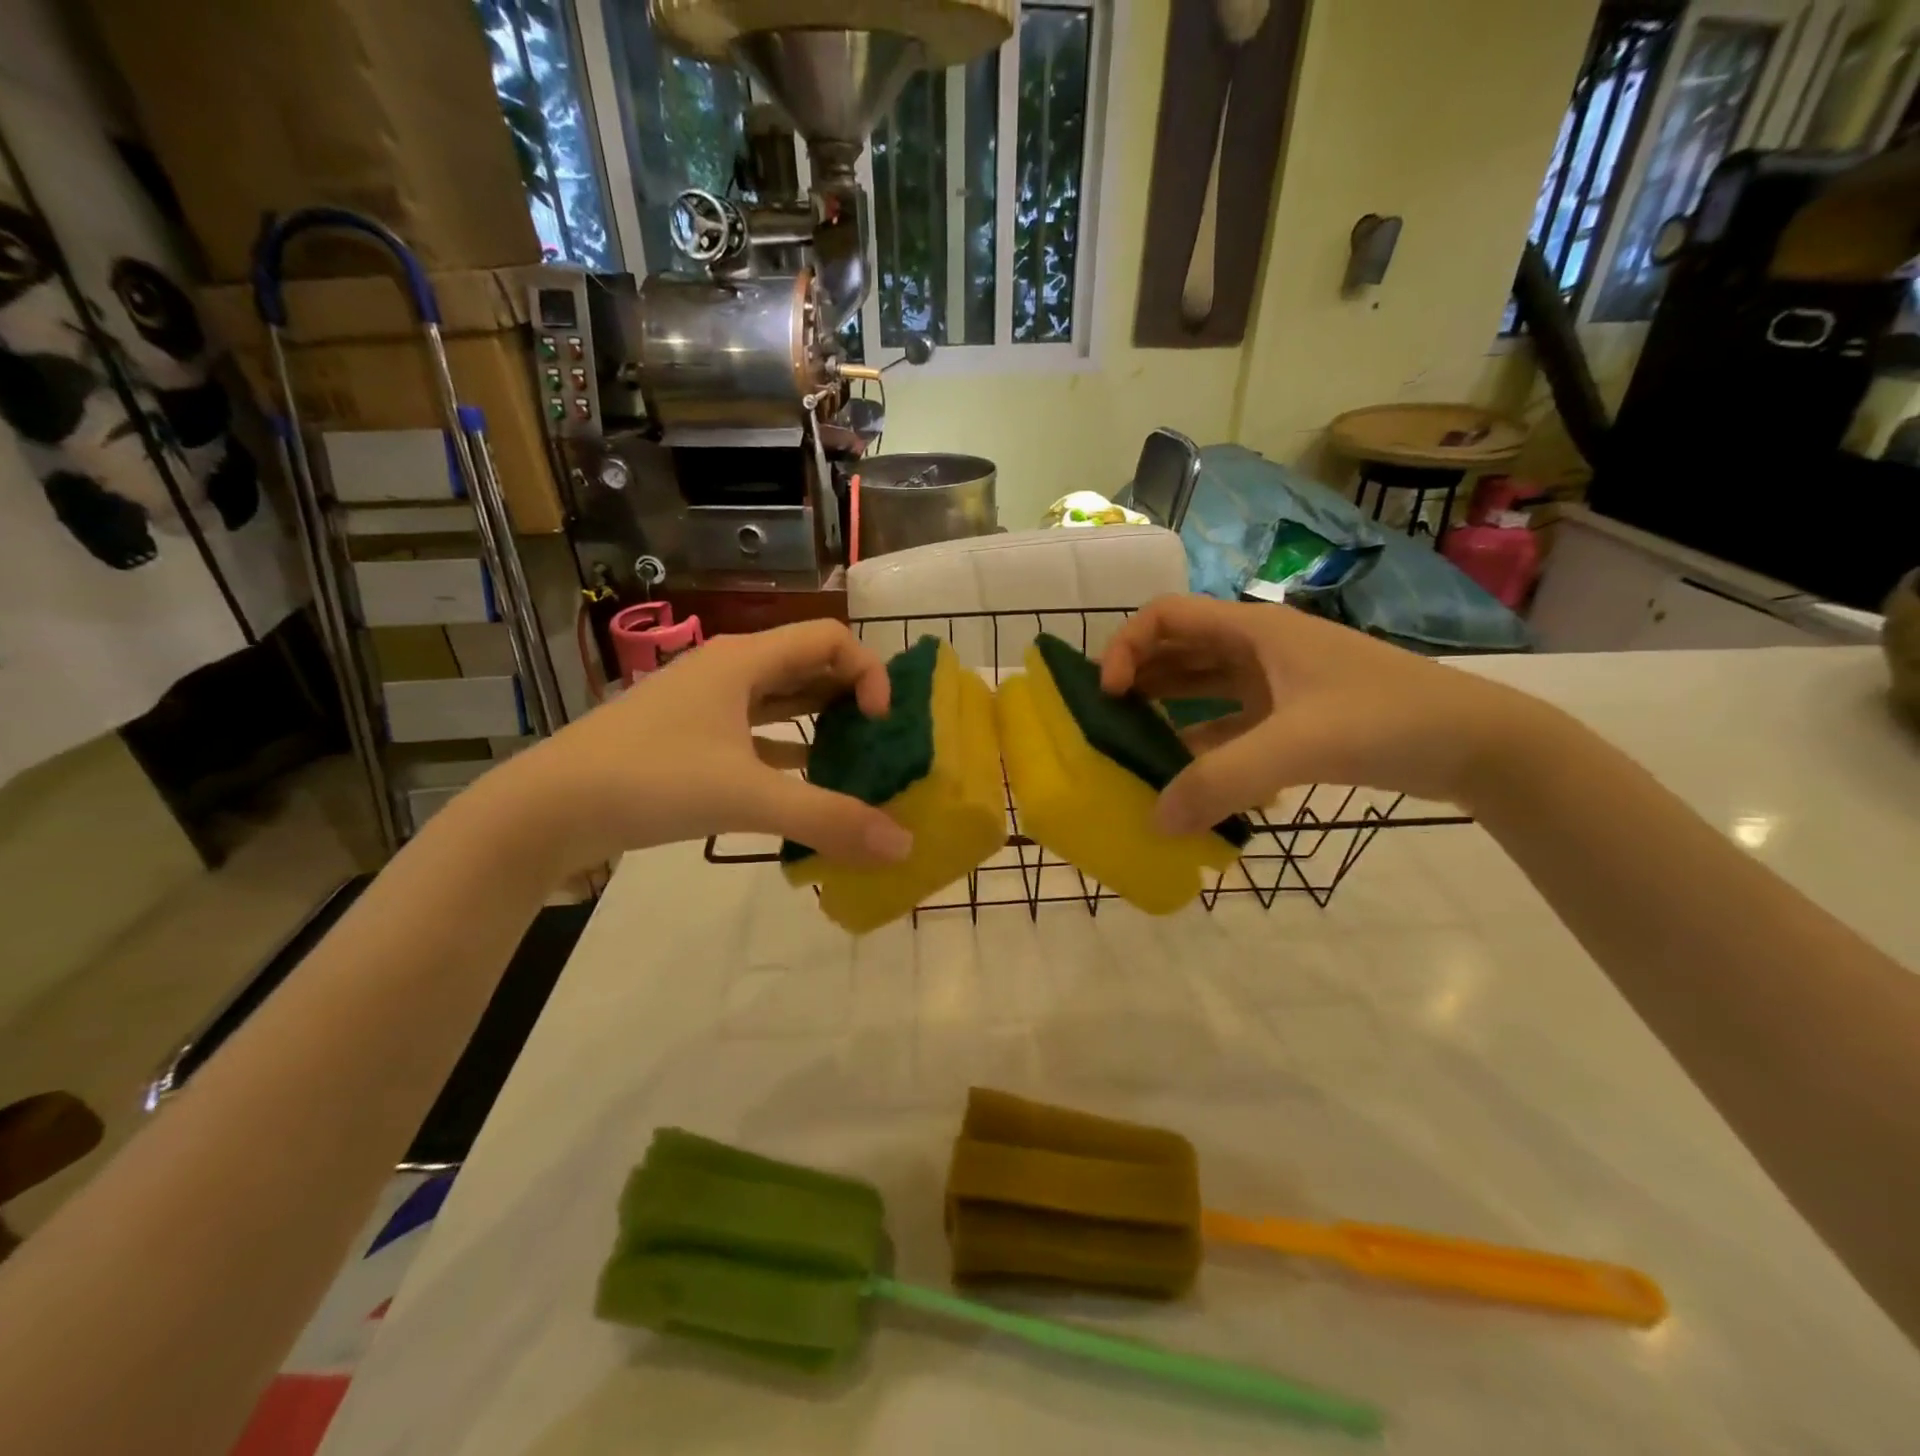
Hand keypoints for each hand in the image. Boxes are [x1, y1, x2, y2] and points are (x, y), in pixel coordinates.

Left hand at [497, 620, 915, 871]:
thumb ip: (828, 819)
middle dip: (851, 697)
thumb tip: (903, 847)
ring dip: (821, 721)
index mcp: (745, 660)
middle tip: (880, 741)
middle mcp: (729, 670)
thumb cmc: (650, 780)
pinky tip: (805, 781)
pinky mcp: (691, 737)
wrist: (546, 809)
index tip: (880, 723)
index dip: (868, 671)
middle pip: (809, 664)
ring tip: (855, 760)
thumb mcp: (746, 797)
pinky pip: (756, 731)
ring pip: (782, 698)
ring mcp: (706, 704)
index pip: (830, 639)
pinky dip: (788, 749)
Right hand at [1100, 595, 1543, 831]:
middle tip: (1106, 724)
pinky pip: (1230, 724)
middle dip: (1138, 680)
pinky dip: (1203, 744)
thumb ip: (1222, 781)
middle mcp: (1258, 649)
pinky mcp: (1294, 717)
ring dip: (1166, 711)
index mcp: (1253, 630)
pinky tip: (1188, 778)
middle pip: (1178, 650)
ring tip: (1133, 750)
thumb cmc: (1387, 720)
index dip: (1126, 646)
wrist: (1480, 744)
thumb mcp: (1299, 745)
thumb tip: (1155, 822)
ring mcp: (1277, 684)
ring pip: (1202, 687)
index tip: (1109, 693)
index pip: (1165, 616)